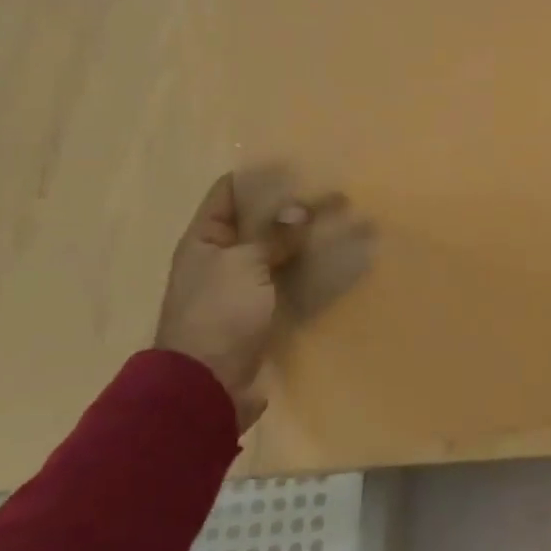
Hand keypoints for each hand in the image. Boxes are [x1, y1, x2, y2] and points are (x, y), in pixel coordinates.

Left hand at [155, 164, 374, 431]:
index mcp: (205, 240)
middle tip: (333, 191)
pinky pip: (292, 283)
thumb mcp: (244, 265)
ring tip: (345, 223)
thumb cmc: (218, 315)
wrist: (208, 387)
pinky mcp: (264, 314)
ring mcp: (244, 288)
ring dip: (308, 240)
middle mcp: (222, 259)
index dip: (259, 176)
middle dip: (293, 207)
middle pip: (260, 222)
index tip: (297, 163)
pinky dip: (313, 272)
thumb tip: (299, 208)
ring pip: (281, 253)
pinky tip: (341, 262)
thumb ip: (273, 235)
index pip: (229, 193)